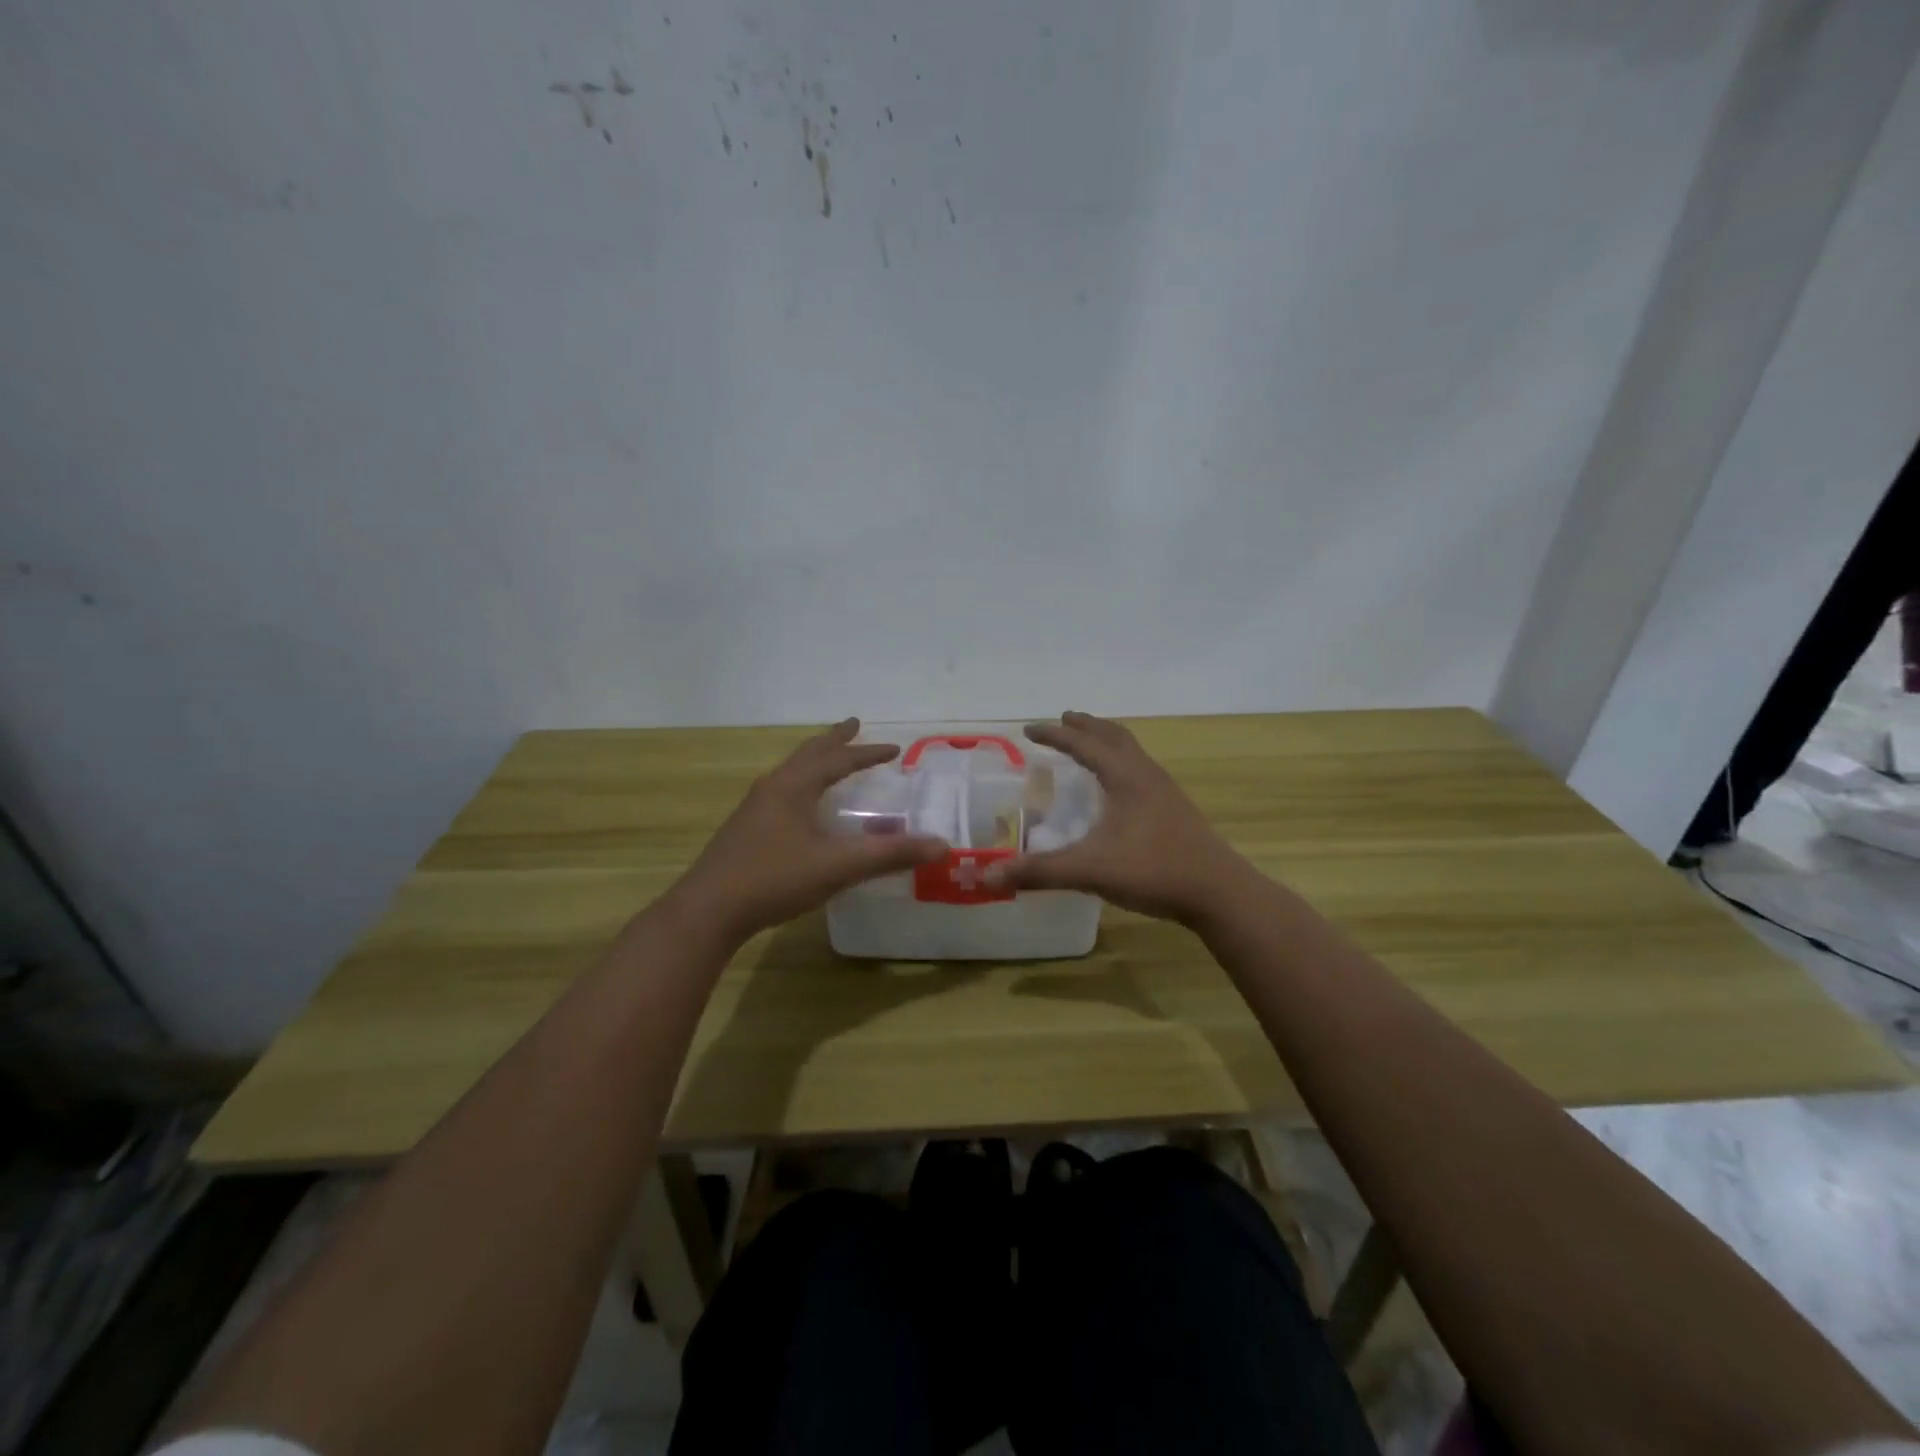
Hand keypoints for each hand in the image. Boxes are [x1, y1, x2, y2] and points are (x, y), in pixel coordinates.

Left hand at [669, 718, 948, 943]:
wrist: (709, 910)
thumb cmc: (774, 879)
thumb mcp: (838, 867)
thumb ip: (889, 855)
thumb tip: (940, 845)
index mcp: (794, 786)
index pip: (838, 760)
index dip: (867, 753)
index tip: (893, 748)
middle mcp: (773, 788)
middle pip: (808, 754)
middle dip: (833, 740)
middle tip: (852, 725)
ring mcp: (754, 808)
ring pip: (790, 772)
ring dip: (814, 761)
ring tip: (829, 760)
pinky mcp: (745, 830)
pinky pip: (781, 792)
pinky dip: (801, 785)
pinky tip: (802, 809)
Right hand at [984, 711, 1255, 925]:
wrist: (1218, 892)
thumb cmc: (1153, 871)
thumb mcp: (1090, 870)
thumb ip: (1039, 871)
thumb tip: (988, 874)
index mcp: (1125, 777)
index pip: (1083, 744)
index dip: (1054, 736)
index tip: (1029, 730)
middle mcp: (1145, 775)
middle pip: (1113, 736)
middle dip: (1085, 726)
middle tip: (1063, 720)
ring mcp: (1165, 791)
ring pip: (1132, 751)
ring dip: (1106, 740)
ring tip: (1089, 744)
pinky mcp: (1175, 809)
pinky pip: (1141, 770)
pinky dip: (1122, 762)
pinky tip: (1118, 789)